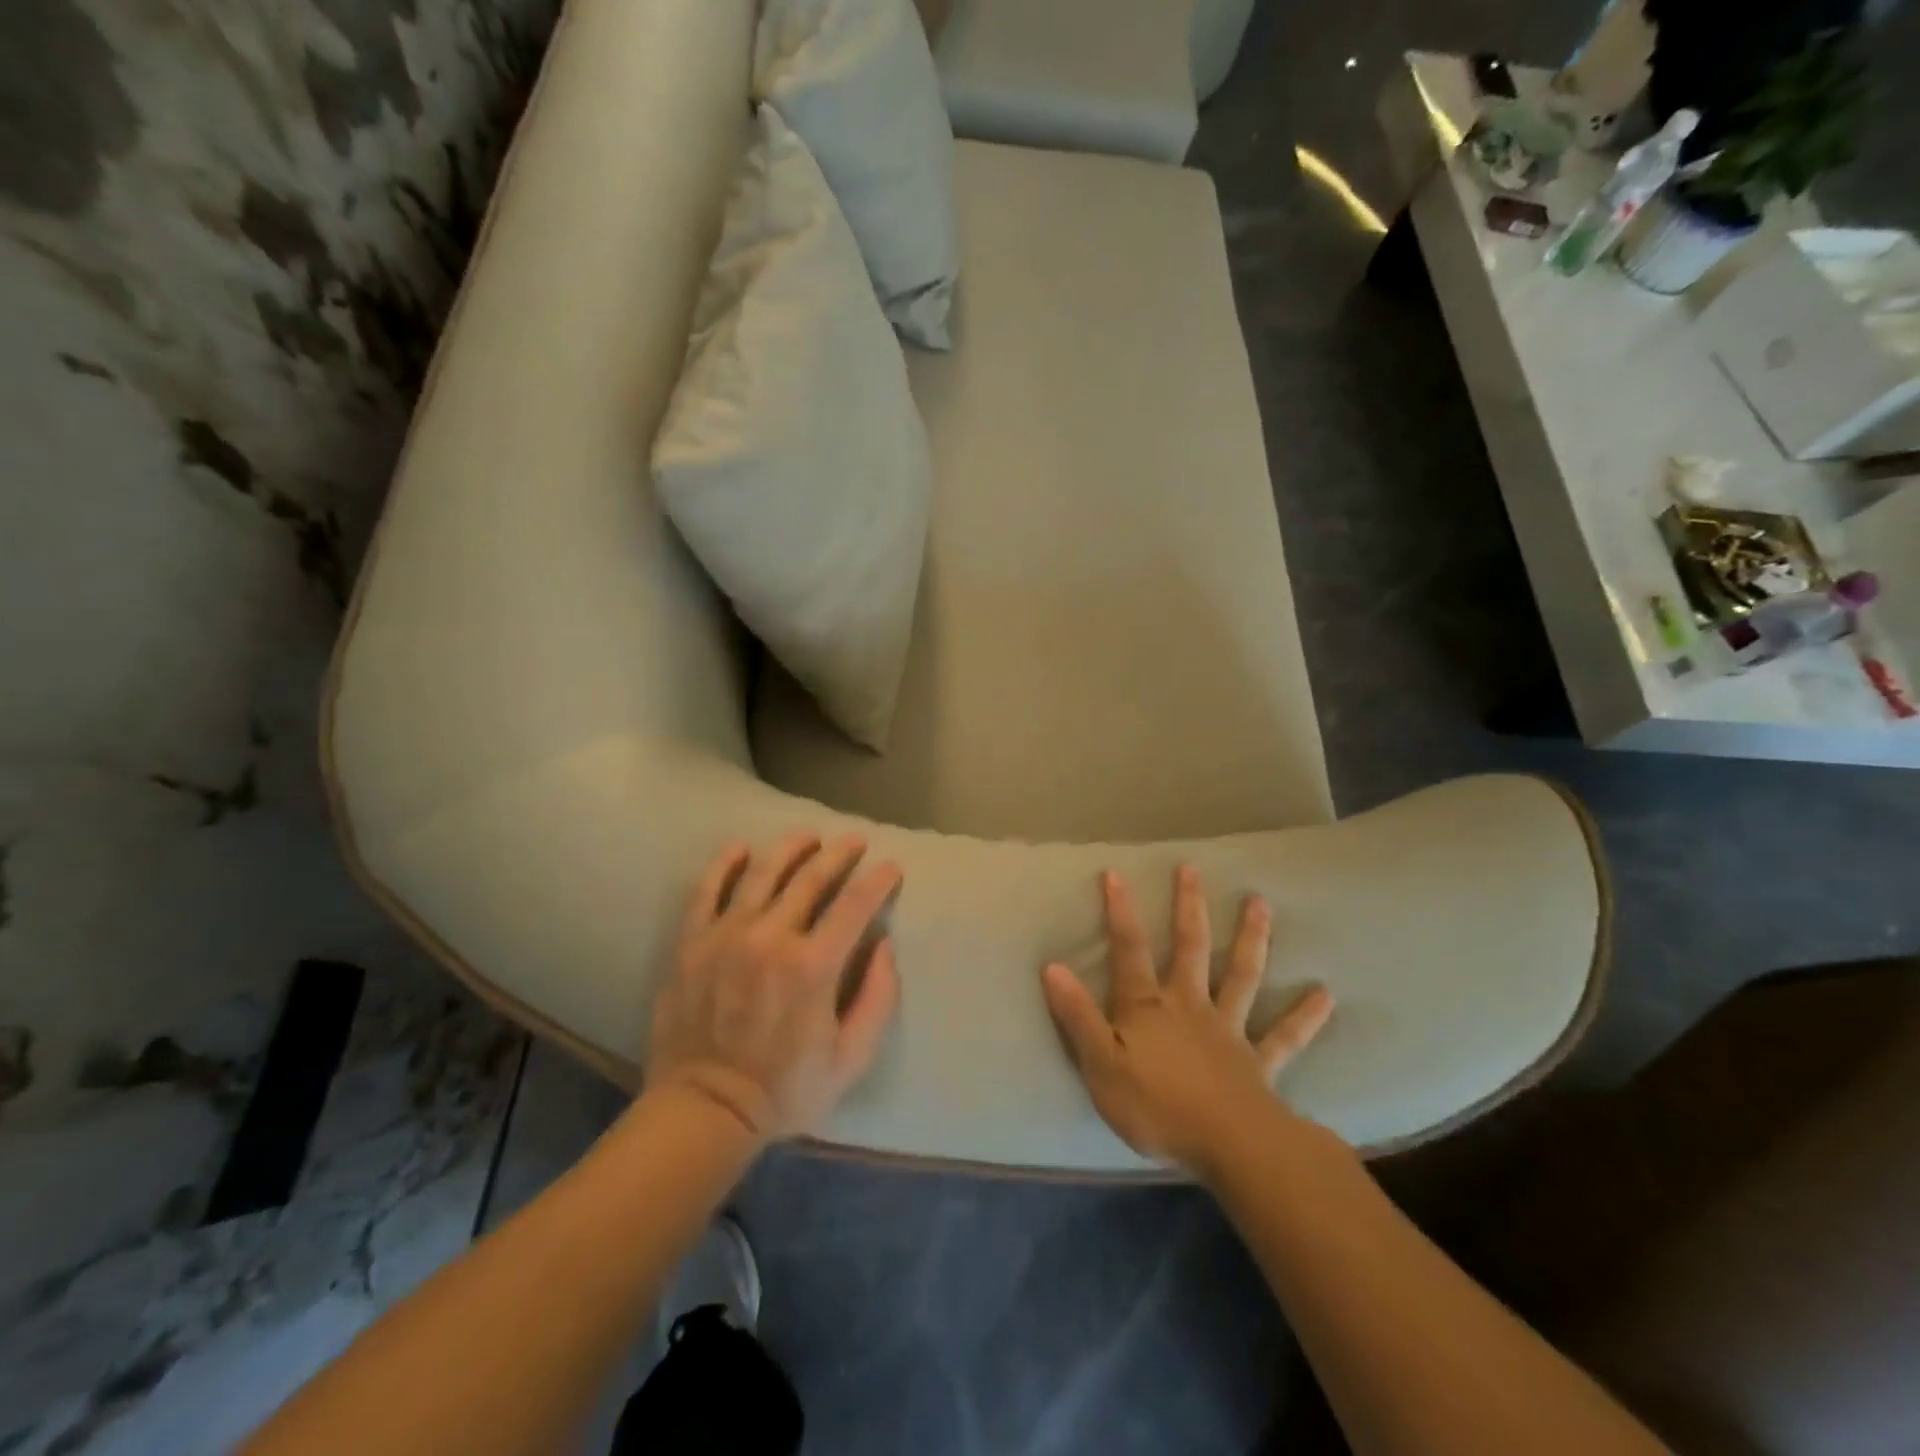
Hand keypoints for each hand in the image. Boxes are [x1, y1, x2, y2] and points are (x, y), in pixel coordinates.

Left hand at [646, 832, 901, 1145]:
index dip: (878, 881)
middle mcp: (771, 937)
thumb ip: (878, 998)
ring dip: (791, 848)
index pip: (855, 905)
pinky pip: (707, 890)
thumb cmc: (786, 1089)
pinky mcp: (692, 942)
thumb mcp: (851, 1058)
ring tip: (808, 836)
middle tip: (855, 840)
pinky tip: (741, 848)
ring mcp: (727, 935)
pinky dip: (725, 864)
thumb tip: (883, 944)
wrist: (704, 1109)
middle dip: (840, 854)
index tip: (891, 867)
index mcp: (813, 966)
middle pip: (812, 878)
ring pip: (763, 873)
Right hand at [1041, 866, 1334, 1176]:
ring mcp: (1229, 1030)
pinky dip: (1305, 1016)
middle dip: (1189, 906)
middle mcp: (1190, 1005)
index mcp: (1148, 1007)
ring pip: (1242, 975)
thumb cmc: (1156, 1107)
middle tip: (1192, 868)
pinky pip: (1285, 1036)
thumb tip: (1052, 967)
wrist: (1228, 1148)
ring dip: (1251, 938)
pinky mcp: (1259, 1062)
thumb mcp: (1100, 1065)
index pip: (1129, 951)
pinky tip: (1326, 995)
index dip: (1120, 912)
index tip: (1116, 873)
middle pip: (1190, 947)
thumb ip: (1077, 1016)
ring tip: (1261, 902)